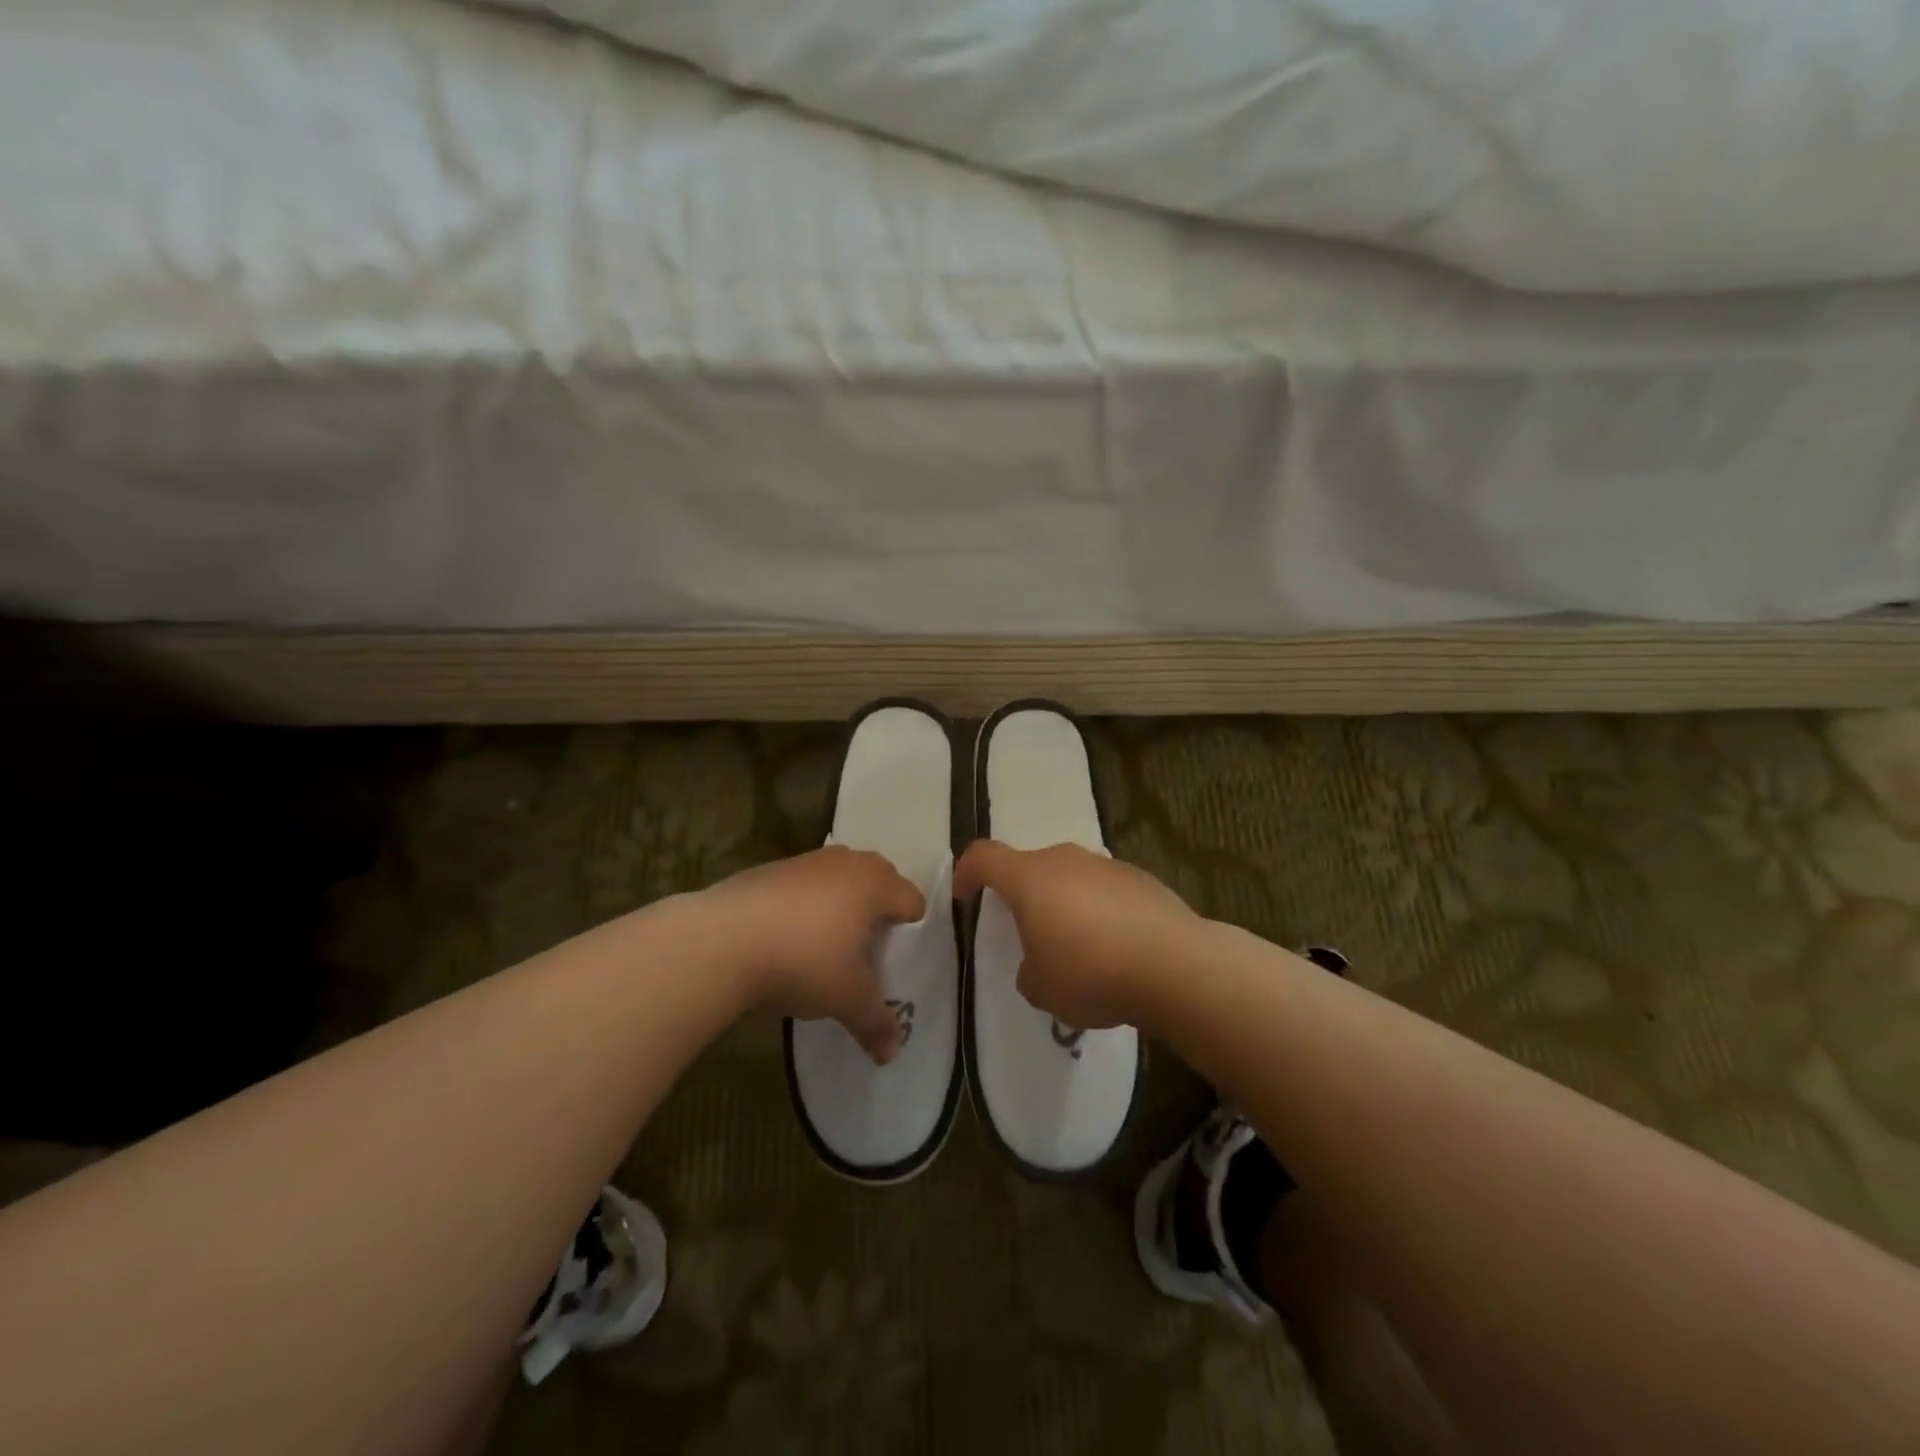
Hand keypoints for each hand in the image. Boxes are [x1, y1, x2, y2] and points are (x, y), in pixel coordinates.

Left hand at [698, 846, 925, 1063]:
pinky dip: (804, 909)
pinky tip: (785, 942)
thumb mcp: (847, 999)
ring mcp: (807, 860)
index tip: (895, 965)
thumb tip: (891, 1054)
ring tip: (824, 952)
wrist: (721, 940)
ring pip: (839, 884)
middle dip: (876, 918)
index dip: (910, 935)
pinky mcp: (771, 869)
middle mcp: (848, 861)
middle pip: (878, 886)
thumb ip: (876, 1023)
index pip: (913, 903)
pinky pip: (804, 888)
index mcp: (877, 882)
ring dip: (839, 911)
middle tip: (865, 958)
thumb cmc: (804, 960)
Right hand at [954, 840, 1203, 1030]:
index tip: (965, 896)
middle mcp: (1066, 860)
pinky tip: (1117, 948)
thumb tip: (1040, 963)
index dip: (967, 872)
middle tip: (1029, 934)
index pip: (984, 856)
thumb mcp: (1041, 988)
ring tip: (1079, 948)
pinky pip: (1106, 889)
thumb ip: (1028, 971)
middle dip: (1023, 895)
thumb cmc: (1091, 973)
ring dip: (1065, 903)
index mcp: (1030, 878)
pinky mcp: (1142, 879)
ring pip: (1072, 876)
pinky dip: (1100, 911)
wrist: (1175, 966)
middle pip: (1031, 866)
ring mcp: (1108, 866)